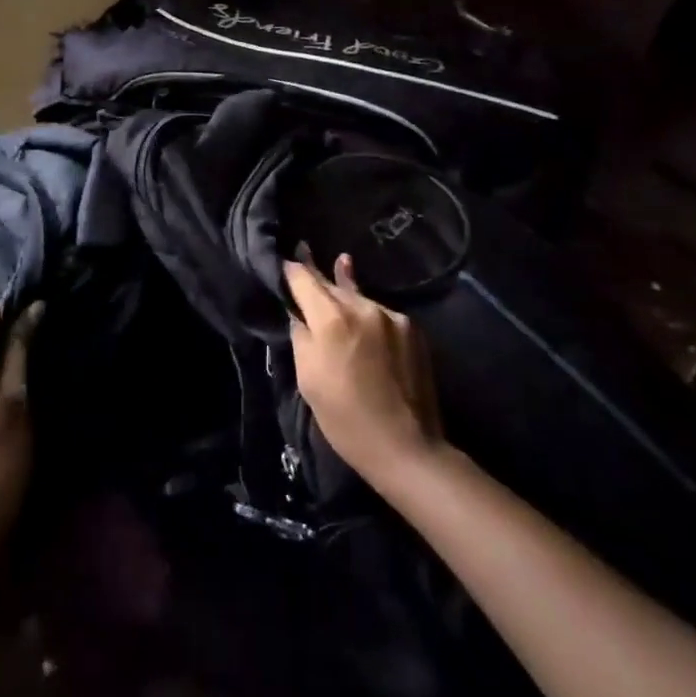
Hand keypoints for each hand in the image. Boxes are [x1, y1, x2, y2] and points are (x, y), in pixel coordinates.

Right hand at [284, 253, 444, 486]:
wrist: (406, 447)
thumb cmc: (345, 419)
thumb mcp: (308, 379)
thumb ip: (301, 336)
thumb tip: (297, 312)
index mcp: (332, 319)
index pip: (304, 279)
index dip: (291, 269)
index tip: (283, 259)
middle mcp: (363, 307)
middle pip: (332, 283)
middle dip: (316, 274)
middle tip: (304, 250)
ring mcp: (392, 315)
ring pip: (358, 296)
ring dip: (345, 292)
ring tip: (339, 264)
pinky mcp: (412, 328)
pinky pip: (380, 312)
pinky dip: (367, 312)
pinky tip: (363, 309)